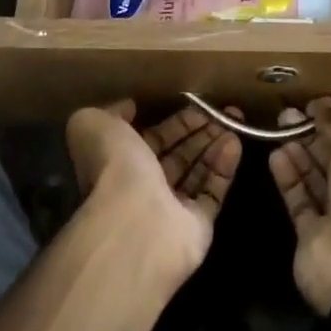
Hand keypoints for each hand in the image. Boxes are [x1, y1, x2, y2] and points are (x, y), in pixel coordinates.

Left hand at [67, 101, 240, 275]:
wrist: (135, 225)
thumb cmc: (114, 169)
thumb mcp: (95, 125)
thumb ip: (110, 112)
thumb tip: (130, 107)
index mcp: (120, 164)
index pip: (152, 138)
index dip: (174, 121)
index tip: (197, 103)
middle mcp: (145, 187)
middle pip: (178, 153)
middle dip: (200, 130)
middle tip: (224, 110)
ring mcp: (171, 209)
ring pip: (197, 171)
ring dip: (215, 144)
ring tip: (235, 119)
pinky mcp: (196, 227)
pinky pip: (213, 193)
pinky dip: (224, 167)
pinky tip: (235, 143)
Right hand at [270, 100, 330, 313]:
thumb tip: (323, 108)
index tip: (312, 106)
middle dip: (312, 133)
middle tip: (287, 114)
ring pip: (314, 176)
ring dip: (297, 152)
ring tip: (277, 127)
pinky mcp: (313, 235)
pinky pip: (298, 199)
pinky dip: (287, 176)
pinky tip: (275, 154)